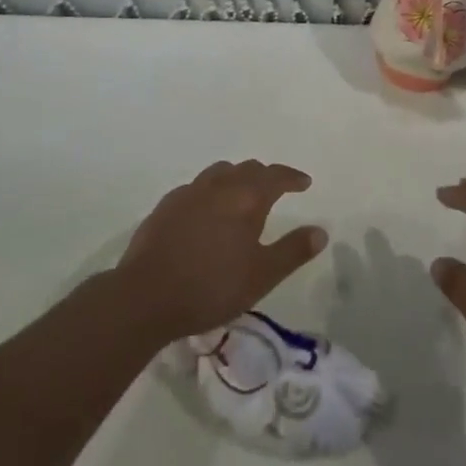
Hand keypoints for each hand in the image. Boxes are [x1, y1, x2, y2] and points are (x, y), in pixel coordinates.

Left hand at [115, 160, 326, 342]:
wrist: (145, 296)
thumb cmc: (211, 286)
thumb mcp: (261, 276)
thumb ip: (292, 251)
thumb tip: (320, 231)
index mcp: (247, 197)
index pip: (276, 176)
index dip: (292, 177)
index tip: (304, 183)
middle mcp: (219, 185)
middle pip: (248, 169)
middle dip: (266, 176)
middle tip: (276, 189)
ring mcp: (189, 193)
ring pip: (220, 173)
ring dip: (237, 178)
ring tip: (241, 195)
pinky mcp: (166, 206)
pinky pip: (196, 188)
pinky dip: (210, 191)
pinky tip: (206, 211)